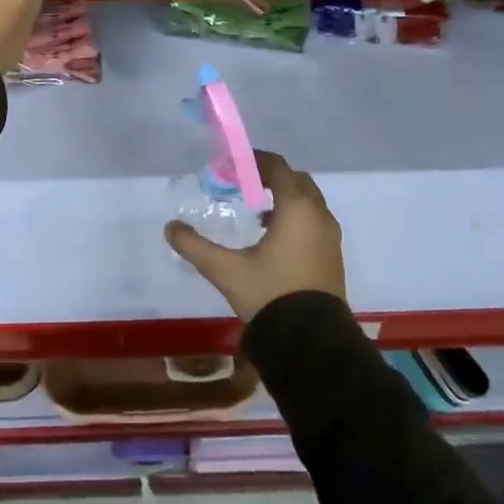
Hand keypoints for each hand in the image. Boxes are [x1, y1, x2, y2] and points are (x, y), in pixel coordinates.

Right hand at [164, 150, 345, 322]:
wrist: (312, 342)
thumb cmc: (270, 295)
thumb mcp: (226, 271)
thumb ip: (195, 246)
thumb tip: (170, 227)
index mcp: (296, 208)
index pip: (278, 167)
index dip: (254, 161)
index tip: (231, 167)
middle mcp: (318, 215)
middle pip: (296, 180)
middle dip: (271, 178)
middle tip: (243, 186)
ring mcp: (330, 236)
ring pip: (309, 202)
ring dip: (285, 199)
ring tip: (256, 214)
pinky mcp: (333, 256)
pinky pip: (315, 221)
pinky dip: (296, 218)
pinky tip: (274, 240)